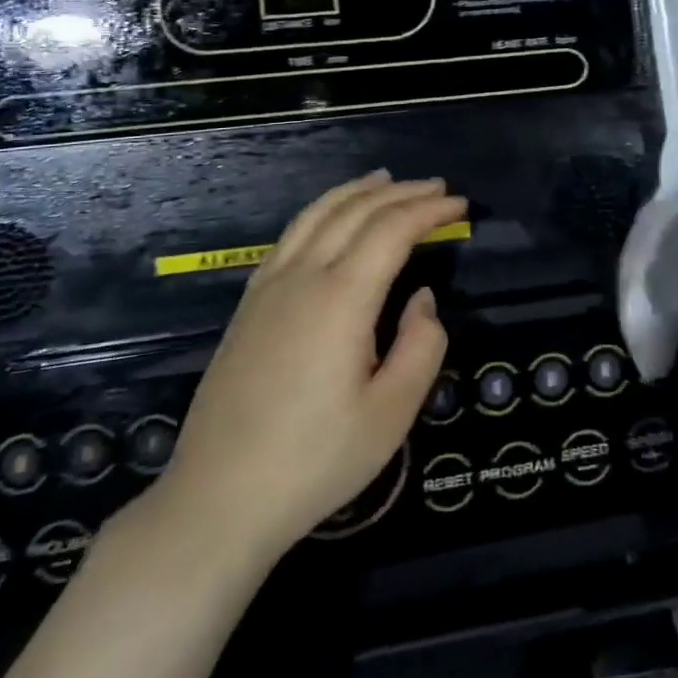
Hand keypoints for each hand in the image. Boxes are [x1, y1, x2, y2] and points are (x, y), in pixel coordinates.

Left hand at [152, 171, 464, 563]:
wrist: (219, 498)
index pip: (391, 230)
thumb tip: (421, 299)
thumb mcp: (392, 414)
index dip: (428, 210)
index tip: (459, 203)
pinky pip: (290, 235)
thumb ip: (421, 346)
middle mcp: (302, 277)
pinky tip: (330, 218)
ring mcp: (268, 287)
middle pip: (355, 212)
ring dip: (356, 191)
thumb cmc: (315, 461)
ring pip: (316, 215)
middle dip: (399, 192)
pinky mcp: (249, 305)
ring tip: (385, 180)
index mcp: (341, 299)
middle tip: (435, 186)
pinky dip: (321, 211)